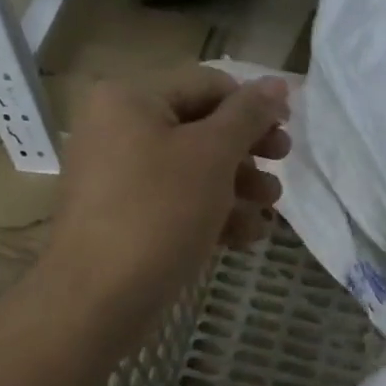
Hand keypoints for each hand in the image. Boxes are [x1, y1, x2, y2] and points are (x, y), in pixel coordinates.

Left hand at [40, 67, 290, 339]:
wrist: (97, 302)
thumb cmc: (159, 213)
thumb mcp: (213, 155)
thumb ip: (248, 114)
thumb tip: (278, 83)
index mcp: (130, 99)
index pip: (208, 85)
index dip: (253, 107)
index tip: (287, 133)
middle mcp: (117, 128)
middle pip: (201, 127)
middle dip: (247, 152)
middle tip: (282, 166)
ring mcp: (117, 174)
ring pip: (192, 167)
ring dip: (238, 186)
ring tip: (268, 209)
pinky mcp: (123, 215)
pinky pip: (174, 200)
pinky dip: (211, 212)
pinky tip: (244, 237)